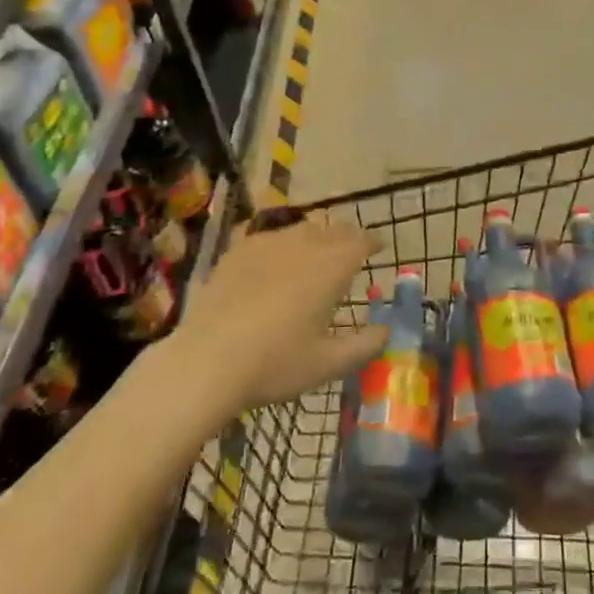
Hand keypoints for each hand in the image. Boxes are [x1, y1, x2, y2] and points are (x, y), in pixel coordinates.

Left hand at [174, 216, 388, 410]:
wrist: (206, 361)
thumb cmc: (275, 363)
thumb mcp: (328, 364)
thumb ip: (365, 345)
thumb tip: (387, 330)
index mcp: (331, 266)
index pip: (361, 241)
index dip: (372, 243)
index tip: (378, 249)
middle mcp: (303, 244)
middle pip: (333, 230)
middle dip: (347, 238)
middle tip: (350, 254)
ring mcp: (267, 243)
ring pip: (301, 230)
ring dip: (315, 239)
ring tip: (314, 257)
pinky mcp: (237, 251)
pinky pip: (269, 237)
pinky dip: (281, 246)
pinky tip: (273, 264)